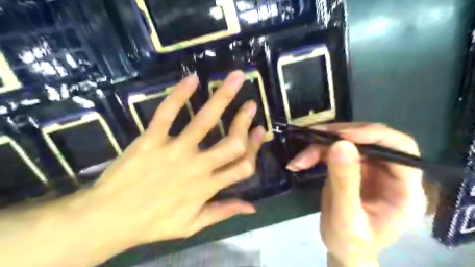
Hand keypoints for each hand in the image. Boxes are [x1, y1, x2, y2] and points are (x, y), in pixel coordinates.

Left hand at [84, 69, 264, 247]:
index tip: (260, 130)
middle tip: (251, 104)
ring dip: (223, 97)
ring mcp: (174, 150)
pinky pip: (166, 114)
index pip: (243, 165)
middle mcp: (197, 166)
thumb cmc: (153, 223)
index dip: (255, 147)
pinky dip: (179, 95)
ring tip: (236, 78)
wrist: (108, 219)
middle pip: (231, 142)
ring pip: (205, 121)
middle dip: (244, 121)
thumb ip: (224, 212)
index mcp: (208, 187)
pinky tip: (192, 79)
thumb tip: (252, 207)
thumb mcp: (193, 225)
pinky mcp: (151, 140)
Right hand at [288, 124, 429, 265]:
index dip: (373, 136)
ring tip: (299, 160)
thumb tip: (340, 144)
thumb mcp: (345, 218)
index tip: (341, 136)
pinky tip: (299, 162)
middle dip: (339, 137)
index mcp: (405, 190)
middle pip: (371, 139)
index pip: (401, 149)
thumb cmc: (350, 243)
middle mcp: (392, 173)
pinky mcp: (353, 167)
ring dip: (320, 146)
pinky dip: (315, 153)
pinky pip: (335, 150)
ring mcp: (372, 169)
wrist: (342, 250)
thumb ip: (344, 183)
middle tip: (312, 138)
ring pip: (349, 142)